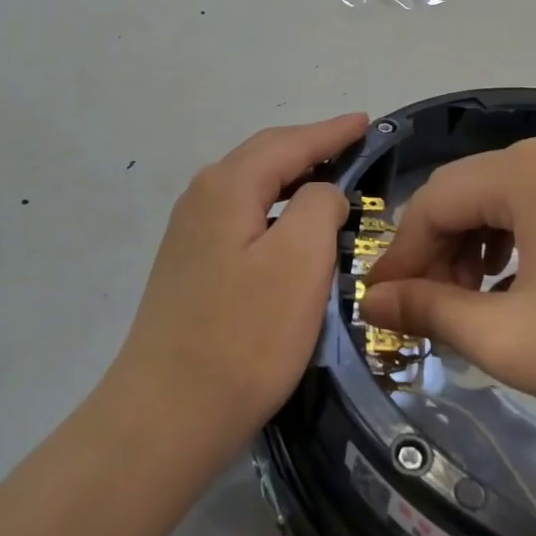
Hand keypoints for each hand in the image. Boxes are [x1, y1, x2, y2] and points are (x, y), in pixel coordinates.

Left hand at [107, 113, 368, 459]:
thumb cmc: (245, 335)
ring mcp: (190, 234)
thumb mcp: (300, 260)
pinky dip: (276, 212)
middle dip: (310, 147)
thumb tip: (320, 193)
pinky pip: (243, 218)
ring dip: (292, 180)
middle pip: (265, 157)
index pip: (288, 142)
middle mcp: (201, 198)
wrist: (169, 414)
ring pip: (252, 189)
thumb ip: (318, 205)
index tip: (366, 121)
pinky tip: (292, 231)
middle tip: (354, 146)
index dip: (331, 131)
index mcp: (227, 186)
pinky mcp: (191, 267)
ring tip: (331, 182)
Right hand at [362, 136, 535, 444]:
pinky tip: (515, 285)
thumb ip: (430, 311)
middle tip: (426, 312)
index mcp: (523, 170)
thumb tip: (374, 301)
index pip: (432, 201)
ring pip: (500, 200)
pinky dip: (511, 243)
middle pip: (465, 194)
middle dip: (436, 252)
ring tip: (469, 303)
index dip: (400, 255)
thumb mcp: (508, 337)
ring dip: (471, 248)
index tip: (380, 306)